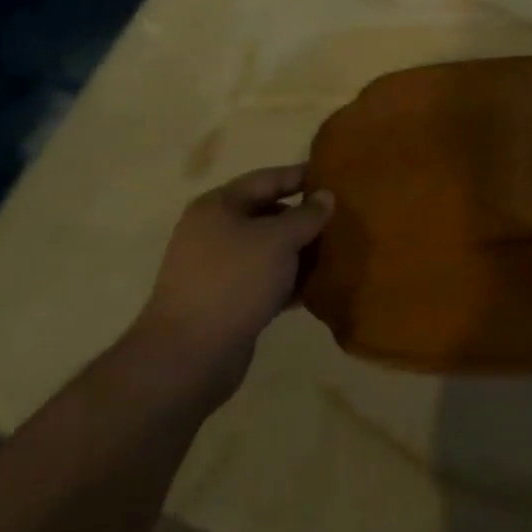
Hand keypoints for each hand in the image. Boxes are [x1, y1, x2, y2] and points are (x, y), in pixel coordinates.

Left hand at [130, 164, 333, 405]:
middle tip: (343, 219)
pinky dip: (288, 281)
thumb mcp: (278, 240)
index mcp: (219, 206)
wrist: (189, 355)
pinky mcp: (226, 302)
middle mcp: (214, 231)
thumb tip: (326, 195)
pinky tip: (317, 287)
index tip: (335, 177)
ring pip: (268, 250)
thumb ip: (306, 215)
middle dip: (304, 218)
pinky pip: (265, 281)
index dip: (300, 176)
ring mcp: (218, 269)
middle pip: (267, 214)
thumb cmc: (234, 281)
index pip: (267, 179)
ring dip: (300, 252)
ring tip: (337, 252)